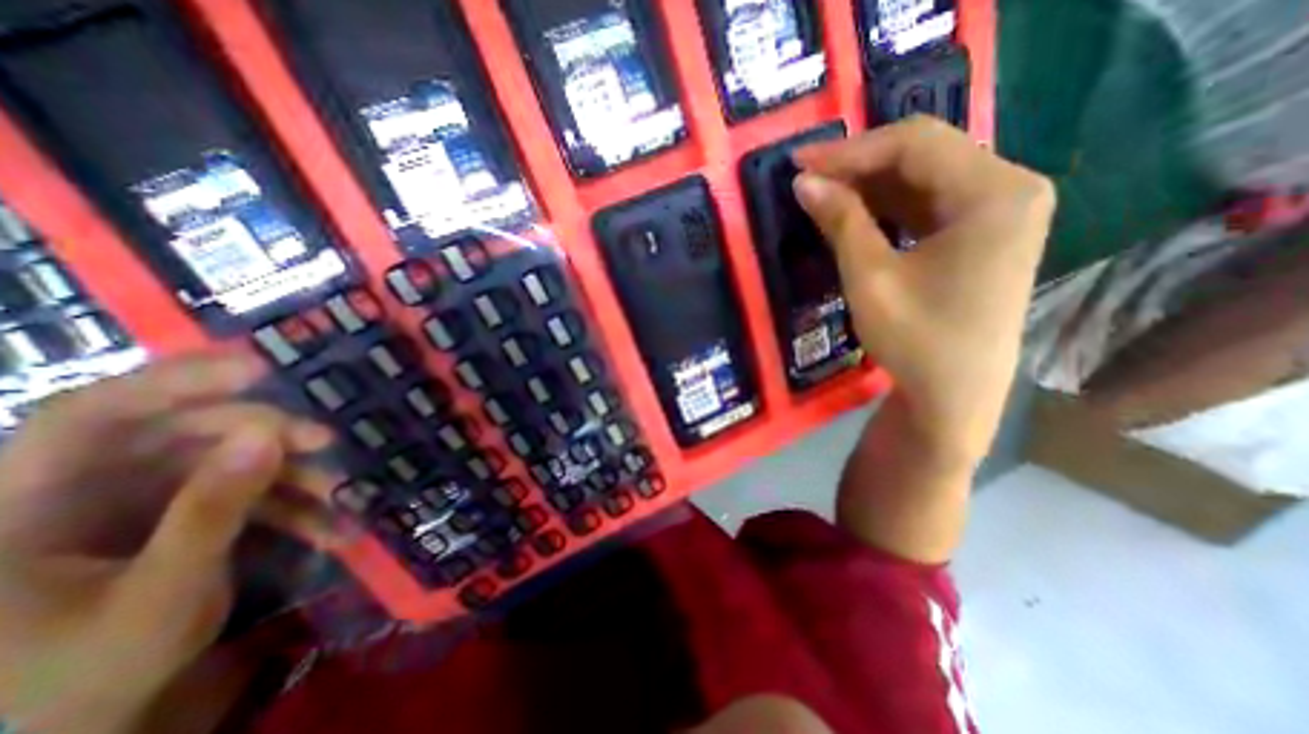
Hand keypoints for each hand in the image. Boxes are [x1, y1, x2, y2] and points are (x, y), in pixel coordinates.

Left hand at [0, 356, 342, 732]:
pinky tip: (329, 526)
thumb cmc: (84, 679)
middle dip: (263, 433)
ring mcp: (130, 508)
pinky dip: (288, 506)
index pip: (91, 415)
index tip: (260, 369)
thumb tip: (270, 434)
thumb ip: (213, 509)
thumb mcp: (161, 593)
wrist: (81, 732)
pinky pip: (239, 495)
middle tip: (325, 440)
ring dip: (288, 474)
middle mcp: (76, 494)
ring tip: (340, 492)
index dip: (176, 381)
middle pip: (179, 434)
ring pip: (222, 463)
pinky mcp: (173, 521)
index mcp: (19, 509)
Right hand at [797, 114, 1051, 459]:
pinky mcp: (983, 233)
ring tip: (823, 195)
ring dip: (870, 185)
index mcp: (995, 193)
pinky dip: (888, 206)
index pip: (914, 144)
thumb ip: (841, 221)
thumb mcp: (870, 277)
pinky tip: (855, 214)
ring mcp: (1000, 211)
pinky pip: (929, 203)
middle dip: (859, 165)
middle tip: (808, 180)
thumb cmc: (916, 340)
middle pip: (924, 155)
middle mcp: (1009, 188)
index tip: (800, 164)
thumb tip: (805, 182)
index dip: (851, 151)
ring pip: (924, 178)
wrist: (954, 395)